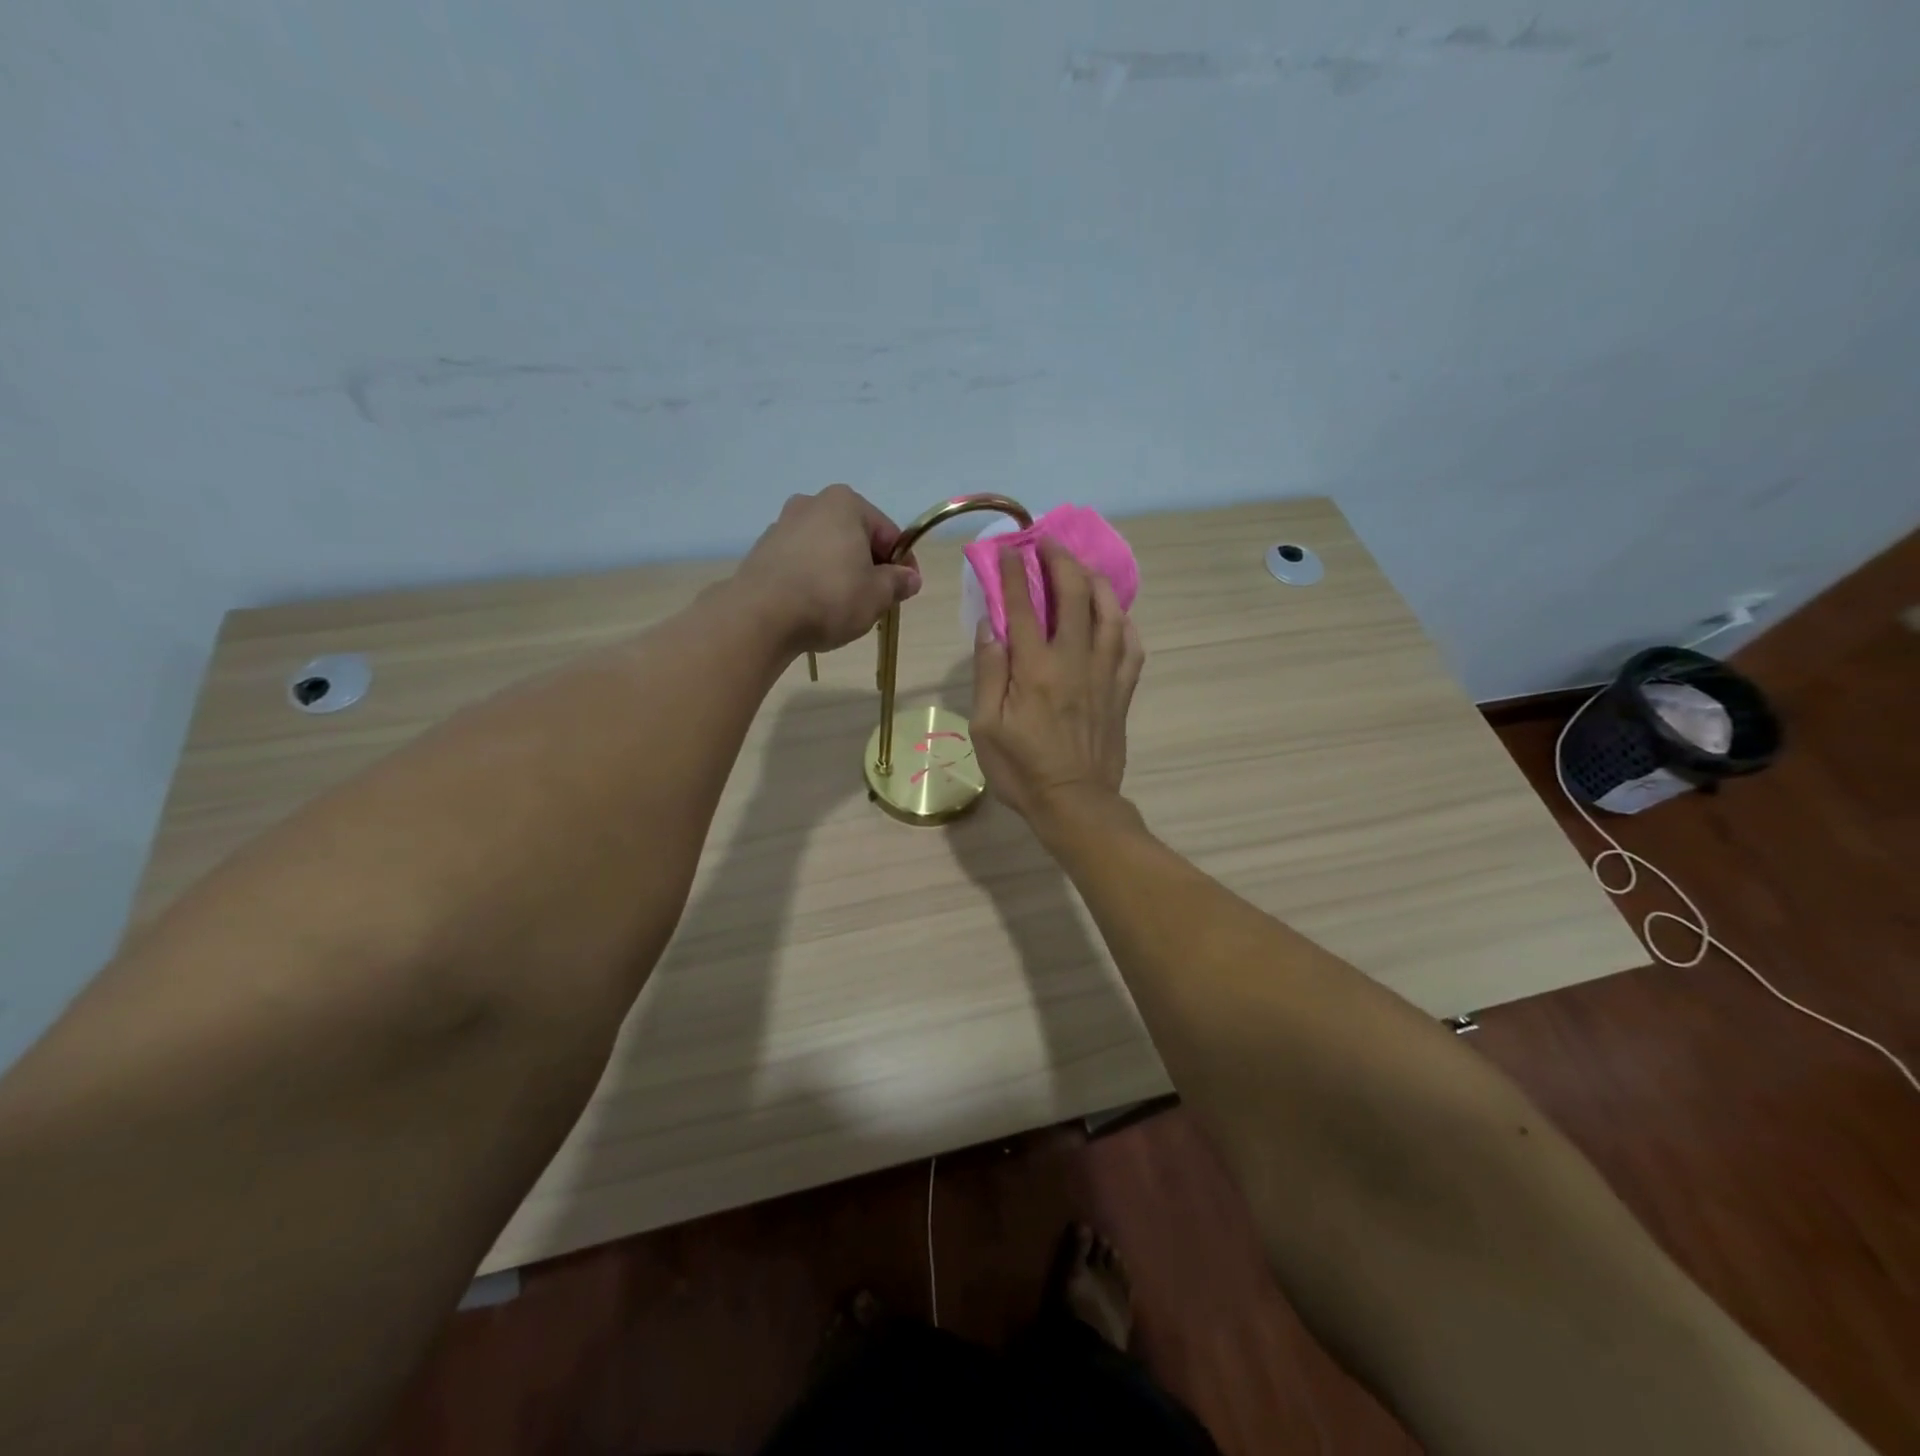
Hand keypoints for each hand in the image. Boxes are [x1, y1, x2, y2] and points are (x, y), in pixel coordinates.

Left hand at [736, 485, 921, 653]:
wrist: (761, 616)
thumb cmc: (830, 597)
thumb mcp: (877, 594)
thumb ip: (898, 583)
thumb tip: (910, 578)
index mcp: (845, 503)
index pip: (888, 533)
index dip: (903, 564)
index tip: (906, 590)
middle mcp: (812, 504)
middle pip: (855, 538)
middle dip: (869, 566)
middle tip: (877, 600)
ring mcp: (782, 525)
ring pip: (827, 550)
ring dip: (841, 573)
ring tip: (845, 608)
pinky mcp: (763, 551)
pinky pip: (801, 563)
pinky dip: (814, 579)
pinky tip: (815, 607)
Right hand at [971, 540, 1145, 826]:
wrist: (1075, 804)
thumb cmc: (1022, 770)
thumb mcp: (986, 727)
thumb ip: (989, 672)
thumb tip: (990, 625)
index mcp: (1035, 668)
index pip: (1023, 606)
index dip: (1016, 572)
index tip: (1010, 549)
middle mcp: (1074, 660)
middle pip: (1073, 595)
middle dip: (1060, 562)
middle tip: (1049, 544)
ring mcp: (1104, 674)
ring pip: (1109, 613)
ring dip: (1096, 583)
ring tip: (1084, 570)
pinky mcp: (1123, 691)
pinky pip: (1131, 646)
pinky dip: (1125, 623)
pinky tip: (1116, 615)